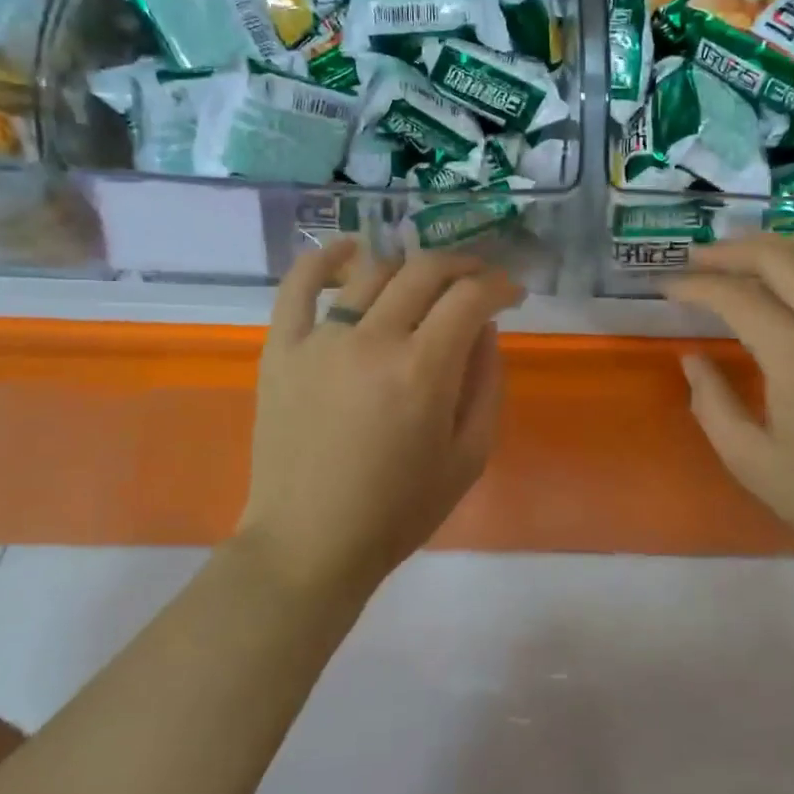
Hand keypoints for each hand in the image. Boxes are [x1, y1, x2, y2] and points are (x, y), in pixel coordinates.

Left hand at [238, 241, 523, 595]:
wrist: (309, 543)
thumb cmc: (398, 510)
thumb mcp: (469, 458)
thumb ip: (486, 385)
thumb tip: (484, 329)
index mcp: (423, 371)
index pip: (470, 297)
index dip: (499, 285)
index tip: (511, 293)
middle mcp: (372, 340)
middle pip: (425, 272)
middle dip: (462, 266)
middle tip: (476, 280)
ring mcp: (320, 340)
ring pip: (372, 271)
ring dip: (409, 265)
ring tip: (424, 280)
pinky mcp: (281, 348)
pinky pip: (298, 285)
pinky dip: (324, 258)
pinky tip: (348, 250)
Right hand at [664, 235, 793, 577]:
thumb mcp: (751, 462)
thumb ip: (712, 404)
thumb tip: (693, 358)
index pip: (738, 298)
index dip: (696, 286)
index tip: (666, 287)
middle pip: (781, 258)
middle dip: (732, 250)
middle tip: (696, 258)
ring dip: (774, 246)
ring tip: (739, 255)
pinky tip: (792, 276)